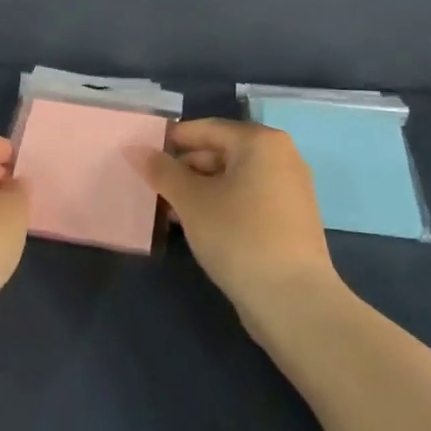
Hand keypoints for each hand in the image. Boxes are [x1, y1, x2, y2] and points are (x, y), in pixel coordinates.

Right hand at [130, 119, 336, 317]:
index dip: (171, 142)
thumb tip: (137, 150)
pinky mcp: (291, 219)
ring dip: (200, 191)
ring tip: (170, 212)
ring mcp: (290, 189)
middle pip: (220, 151)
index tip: (143, 158)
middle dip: (185, 169)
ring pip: (233, 178)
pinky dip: (222, 205)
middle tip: (153, 189)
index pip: (205, 129)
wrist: (294, 302)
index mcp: (260, 142)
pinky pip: (248, 199)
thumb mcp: (191, 201)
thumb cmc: (239, 236)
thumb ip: (162, 171)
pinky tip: (198, 226)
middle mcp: (281, 156)